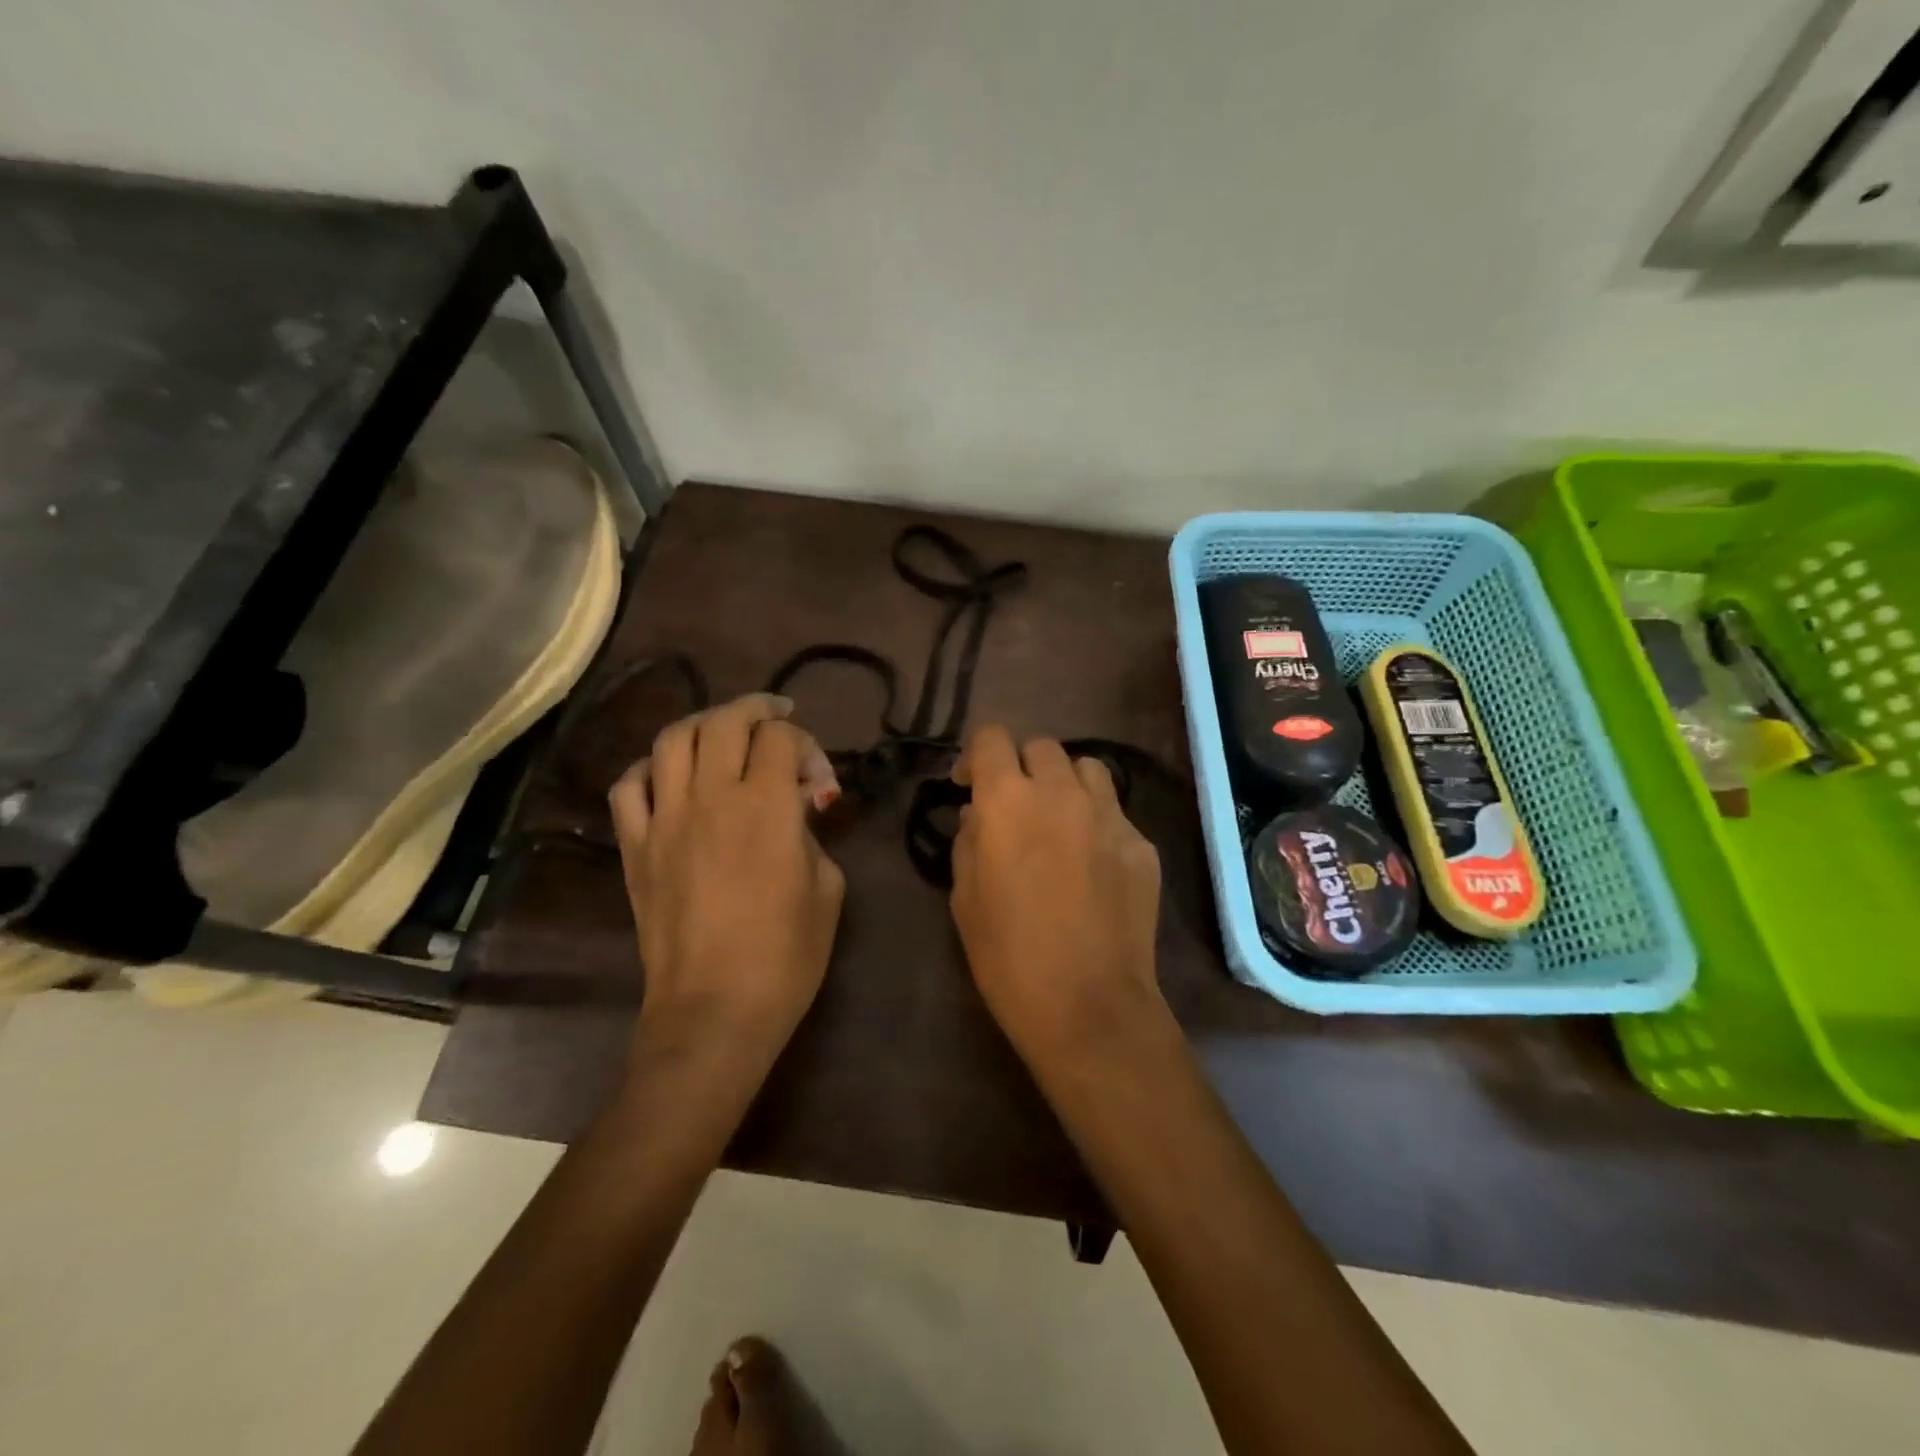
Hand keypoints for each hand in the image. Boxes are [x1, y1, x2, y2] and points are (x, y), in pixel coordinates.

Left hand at [609, 694, 844, 1071]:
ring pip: (673, 739)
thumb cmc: (785, 957)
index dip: (806, 745)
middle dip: (757, 709)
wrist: (713, 1011)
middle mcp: (711, 797)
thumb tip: (794, 813)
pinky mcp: (634, 847)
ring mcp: (664, 819)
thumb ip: (811, 835)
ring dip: (704, 724)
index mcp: (767, 806)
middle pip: (725, 721)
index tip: (818, 781)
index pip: (781, 738)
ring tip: (723, 733)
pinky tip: (670, 778)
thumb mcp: (827, 889)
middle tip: (776, 716)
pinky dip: (651, 769)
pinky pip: (629, 786)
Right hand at [949, 725, 1164, 1059]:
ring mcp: (1109, 815)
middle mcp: (1061, 793)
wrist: (1088, 1004)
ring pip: (1087, 768)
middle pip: (1042, 746)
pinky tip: (1092, 863)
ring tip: (1058, 819)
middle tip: (1015, 805)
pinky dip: (1097, 822)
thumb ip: (968, 842)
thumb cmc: (1008, 955)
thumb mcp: (964, 898)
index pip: (992, 738)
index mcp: (1008, 801)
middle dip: (1022, 766)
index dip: (977, 754)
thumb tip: (978, 816)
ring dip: (1065, 783)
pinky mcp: (1142, 844)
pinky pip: (1115, 813)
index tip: (970, 785)